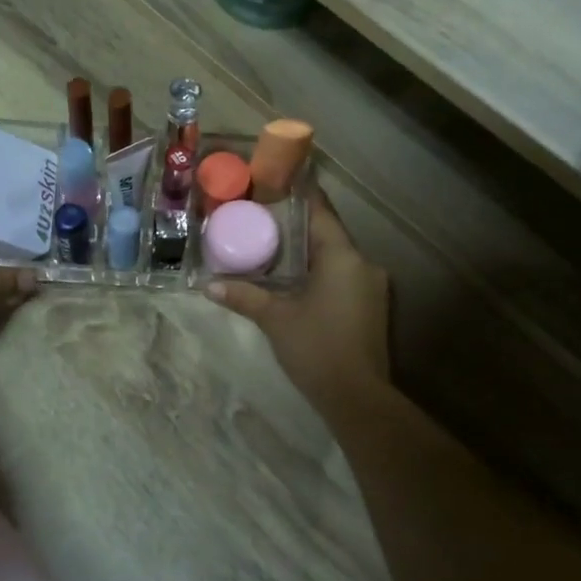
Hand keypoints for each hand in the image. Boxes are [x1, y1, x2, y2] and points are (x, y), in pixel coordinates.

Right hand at [204, 186, 390, 404]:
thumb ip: (244, 296)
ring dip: (308, 251)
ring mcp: (372, 286)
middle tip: (262, 217)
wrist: (358, 398)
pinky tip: (296, 279)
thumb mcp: (275, 319)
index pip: (320, 211)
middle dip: (297, 226)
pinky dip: (320, 271)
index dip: (298, 194)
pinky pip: (343, 275)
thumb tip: (208, 285)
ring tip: (273, 246)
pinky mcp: (371, 306)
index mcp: (342, 256)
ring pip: (336, 256)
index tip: (275, 182)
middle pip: (327, 233)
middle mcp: (363, 263)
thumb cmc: (316, 348)